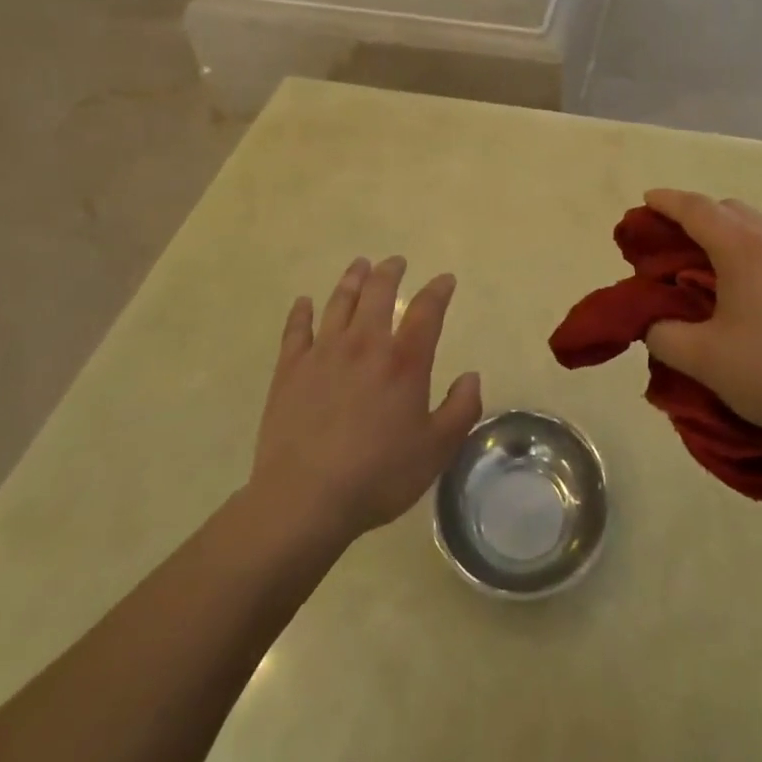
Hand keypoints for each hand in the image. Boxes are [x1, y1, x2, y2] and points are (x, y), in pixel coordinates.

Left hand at [249, 257, 481, 544]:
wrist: (305, 499)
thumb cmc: (378, 475)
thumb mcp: (436, 450)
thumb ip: (461, 410)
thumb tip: (472, 376)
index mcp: (403, 361)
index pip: (426, 310)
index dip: (438, 290)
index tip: (445, 280)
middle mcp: (364, 344)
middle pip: (378, 292)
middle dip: (390, 272)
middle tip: (396, 262)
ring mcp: (323, 353)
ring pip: (339, 302)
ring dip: (352, 280)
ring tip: (360, 265)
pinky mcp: (290, 370)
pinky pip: (296, 330)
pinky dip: (301, 312)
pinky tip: (304, 303)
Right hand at [642, 189, 761, 462]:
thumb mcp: (702, 360)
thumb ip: (663, 334)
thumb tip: (654, 323)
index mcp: (744, 249)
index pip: (696, 209)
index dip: (667, 201)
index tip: (647, 198)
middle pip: (732, 210)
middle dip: (700, 216)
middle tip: (678, 241)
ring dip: (736, 237)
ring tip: (721, 270)